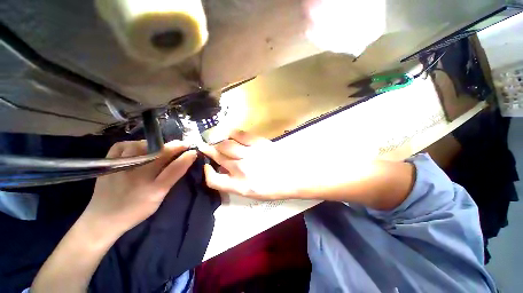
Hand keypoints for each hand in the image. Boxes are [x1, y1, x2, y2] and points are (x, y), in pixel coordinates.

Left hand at [83, 140, 197, 236]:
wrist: (103, 219)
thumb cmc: (136, 211)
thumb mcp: (158, 198)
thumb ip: (171, 179)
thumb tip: (184, 161)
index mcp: (152, 189)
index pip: (174, 169)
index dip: (186, 158)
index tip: (193, 151)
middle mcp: (137, 177)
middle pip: (160, 155)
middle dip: (174, 146)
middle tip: (182, 144)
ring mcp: (120, 169)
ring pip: (140, 147)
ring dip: (154, 144)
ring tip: (159, 147)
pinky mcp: (107, 165)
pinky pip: (120, 146)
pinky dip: (131, 143)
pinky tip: (137, 148)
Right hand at [200, 130, 302, 200]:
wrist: (295, 177)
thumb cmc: (275, 188)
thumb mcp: (253, 193)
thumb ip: (236, 183)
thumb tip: (225, 171)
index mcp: (240, 186)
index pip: (213, 180)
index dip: (206, 172)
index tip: (206, 166)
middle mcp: (241, 169)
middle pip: (218, 157)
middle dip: (208, 151)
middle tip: (205, 147)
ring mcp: (249, 154)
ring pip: (225, 144)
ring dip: (217, 142)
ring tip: (215, 140)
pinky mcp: (258, 143)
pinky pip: (239, 134)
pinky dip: (230, 132)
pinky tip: (228, 133)